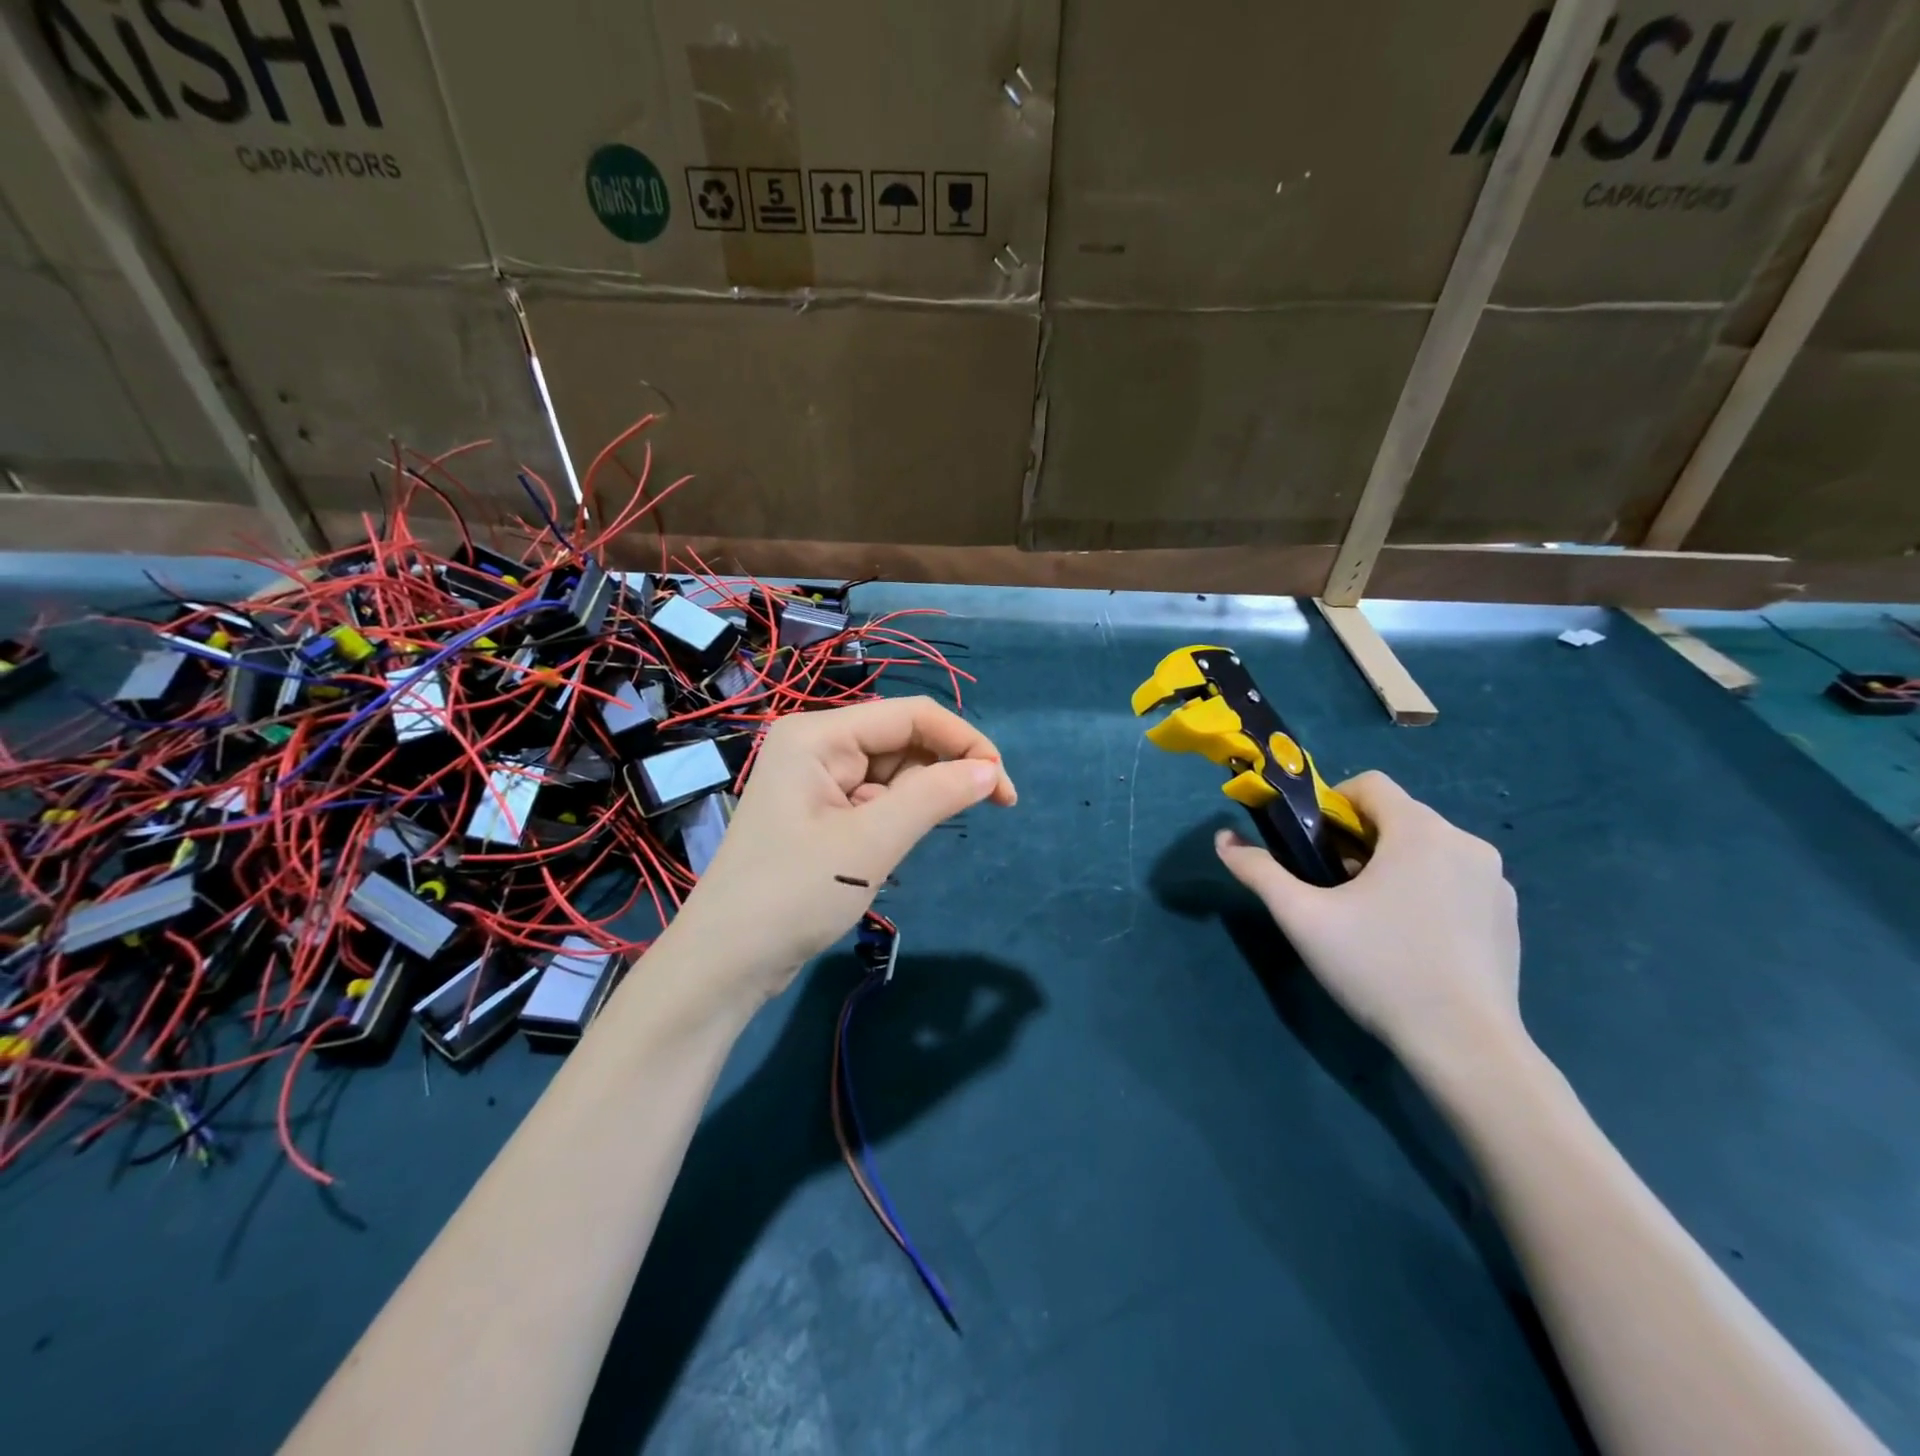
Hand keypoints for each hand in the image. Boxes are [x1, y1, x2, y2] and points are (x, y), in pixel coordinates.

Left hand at [665, 697, 1016, 1004]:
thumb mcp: (871, 843)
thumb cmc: (793, 895)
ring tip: (908, 844)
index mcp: (819, 734)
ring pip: (891, 773)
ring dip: (919, 801)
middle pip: (902, 741)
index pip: (911, 715)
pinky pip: (873, 800)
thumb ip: (935, 797)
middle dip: (943, 772)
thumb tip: (990, 770)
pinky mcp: (818, 814)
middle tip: (987, 812)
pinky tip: (890, 850)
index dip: (965, 742)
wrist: (725, 964)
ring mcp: (815, 781)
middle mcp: (816, 746)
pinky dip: (896, 819)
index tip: (1004, 788)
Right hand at [1213, 771, 1523, 1077]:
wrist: (1466, 1047)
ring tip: (1371, 916)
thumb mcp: (1303, 918)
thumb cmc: (1379, 968)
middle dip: (1359, 839)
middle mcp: (1466, 843)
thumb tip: (1222, 840)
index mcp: (1420, 832)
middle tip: (1334, 886)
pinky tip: (1412, 939)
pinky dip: (1427, 890)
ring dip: (1393, 864)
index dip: (1332, 804)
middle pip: (1398, 816)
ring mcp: (1496, 881)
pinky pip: (1456, 881)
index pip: (1370, 784)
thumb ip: (1259, 872)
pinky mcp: (1509, 916)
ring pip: (1428, 849)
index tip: (1313, 846)